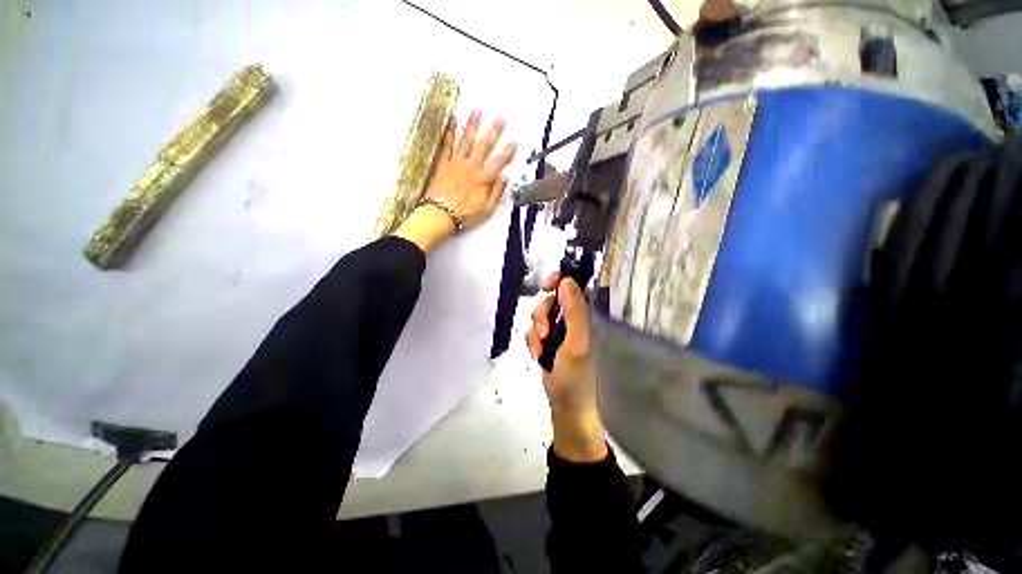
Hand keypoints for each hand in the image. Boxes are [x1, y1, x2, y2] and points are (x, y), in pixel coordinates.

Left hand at [393, 111, 517, 252]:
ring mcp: (457, 164)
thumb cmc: (464, 215)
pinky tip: (453, 120)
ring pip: (467, 141)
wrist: (441, 215)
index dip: (509, 152)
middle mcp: (472, 167)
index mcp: (483, 179)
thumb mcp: (487, 209)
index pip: (500, 162)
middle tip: (501, 119)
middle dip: (495, 131)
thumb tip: (505, 177)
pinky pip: (447, 145)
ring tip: (477, 111)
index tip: (515, 142)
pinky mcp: (444, 164)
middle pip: (485, 146)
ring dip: (473, 125)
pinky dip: (450, 131)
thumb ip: (497, 192)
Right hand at [525, 274, 607, 461]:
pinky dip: (531, 341)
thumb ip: (574, 311)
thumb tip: (567, 280)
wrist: (565, 403)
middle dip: (541, 314)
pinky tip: (537, 354)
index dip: (559, 281)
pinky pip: (532, 330)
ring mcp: (557, 330)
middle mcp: (570, 319)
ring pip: (538, 315)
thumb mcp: (577, 341)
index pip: (573, 286)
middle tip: (544, 332)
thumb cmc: (576, 374)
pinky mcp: (545, 341)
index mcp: (583, 316)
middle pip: (550, 300)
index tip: (545, 287)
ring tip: (540, 348)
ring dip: (535, 331)